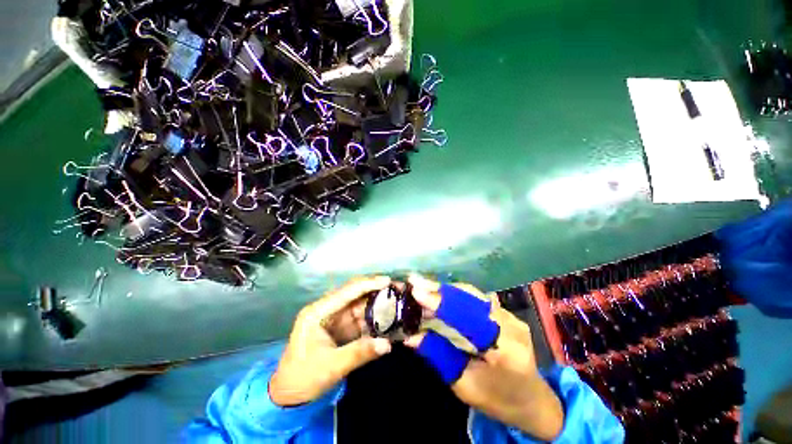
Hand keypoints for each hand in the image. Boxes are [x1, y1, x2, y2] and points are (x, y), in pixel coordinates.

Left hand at [269, 276, 392, 406]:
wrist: (289, 394)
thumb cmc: (304, 377)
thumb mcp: (331, 366)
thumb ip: (360, 352)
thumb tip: (388, 344)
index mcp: (318, 312)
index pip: (346, 291)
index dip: (368, 284)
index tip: (387, 280)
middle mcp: (327, 309)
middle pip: (354, 293)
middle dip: (375, 290)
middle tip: (396, 288)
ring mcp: (335, 317)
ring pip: (359, 304)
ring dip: (377, 302)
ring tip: (396, 299)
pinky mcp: (341, 327)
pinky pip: (360, 318)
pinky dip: (374, 317)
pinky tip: (388, 316)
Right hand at [404, 274, 563, 440]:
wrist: (532, 400)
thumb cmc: (497, 399)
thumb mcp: (463, 385)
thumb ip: (438, 356)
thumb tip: (411, 336)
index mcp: (505, 350)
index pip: (468, 317)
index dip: (441, 303)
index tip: (416, 292)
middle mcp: (511, 326)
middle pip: (469, 298)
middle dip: (439, 290)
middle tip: (414, 282)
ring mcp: (511, 315)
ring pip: (472, 294)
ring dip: (445, 289)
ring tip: (422, 284)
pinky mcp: (506, 312)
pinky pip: (475, 298)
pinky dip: (454, 294)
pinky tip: (439, 292)